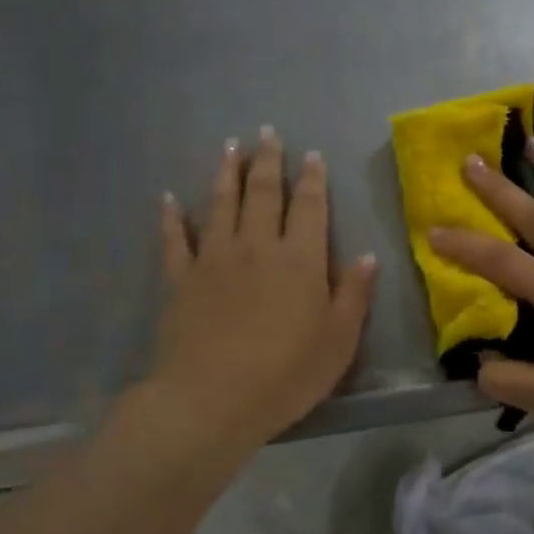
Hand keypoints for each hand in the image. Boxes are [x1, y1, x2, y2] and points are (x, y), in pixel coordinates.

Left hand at [145, 129, 376, 453]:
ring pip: (221, 204)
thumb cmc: (287, 373)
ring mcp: (214, 260)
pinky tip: (168, 198)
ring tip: (230, 146)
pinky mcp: (181, 280)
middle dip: (268, 161)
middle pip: (263, 193)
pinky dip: (171, 217)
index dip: (312, 178)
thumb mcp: (339, 339)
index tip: (311, 154)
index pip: (309, 207)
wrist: (211, 400)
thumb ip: (353, 294)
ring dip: (226, 173)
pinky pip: (174, 240)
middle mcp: (257, 247)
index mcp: (300, 259)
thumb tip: (365, 256)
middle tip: (267, 133)